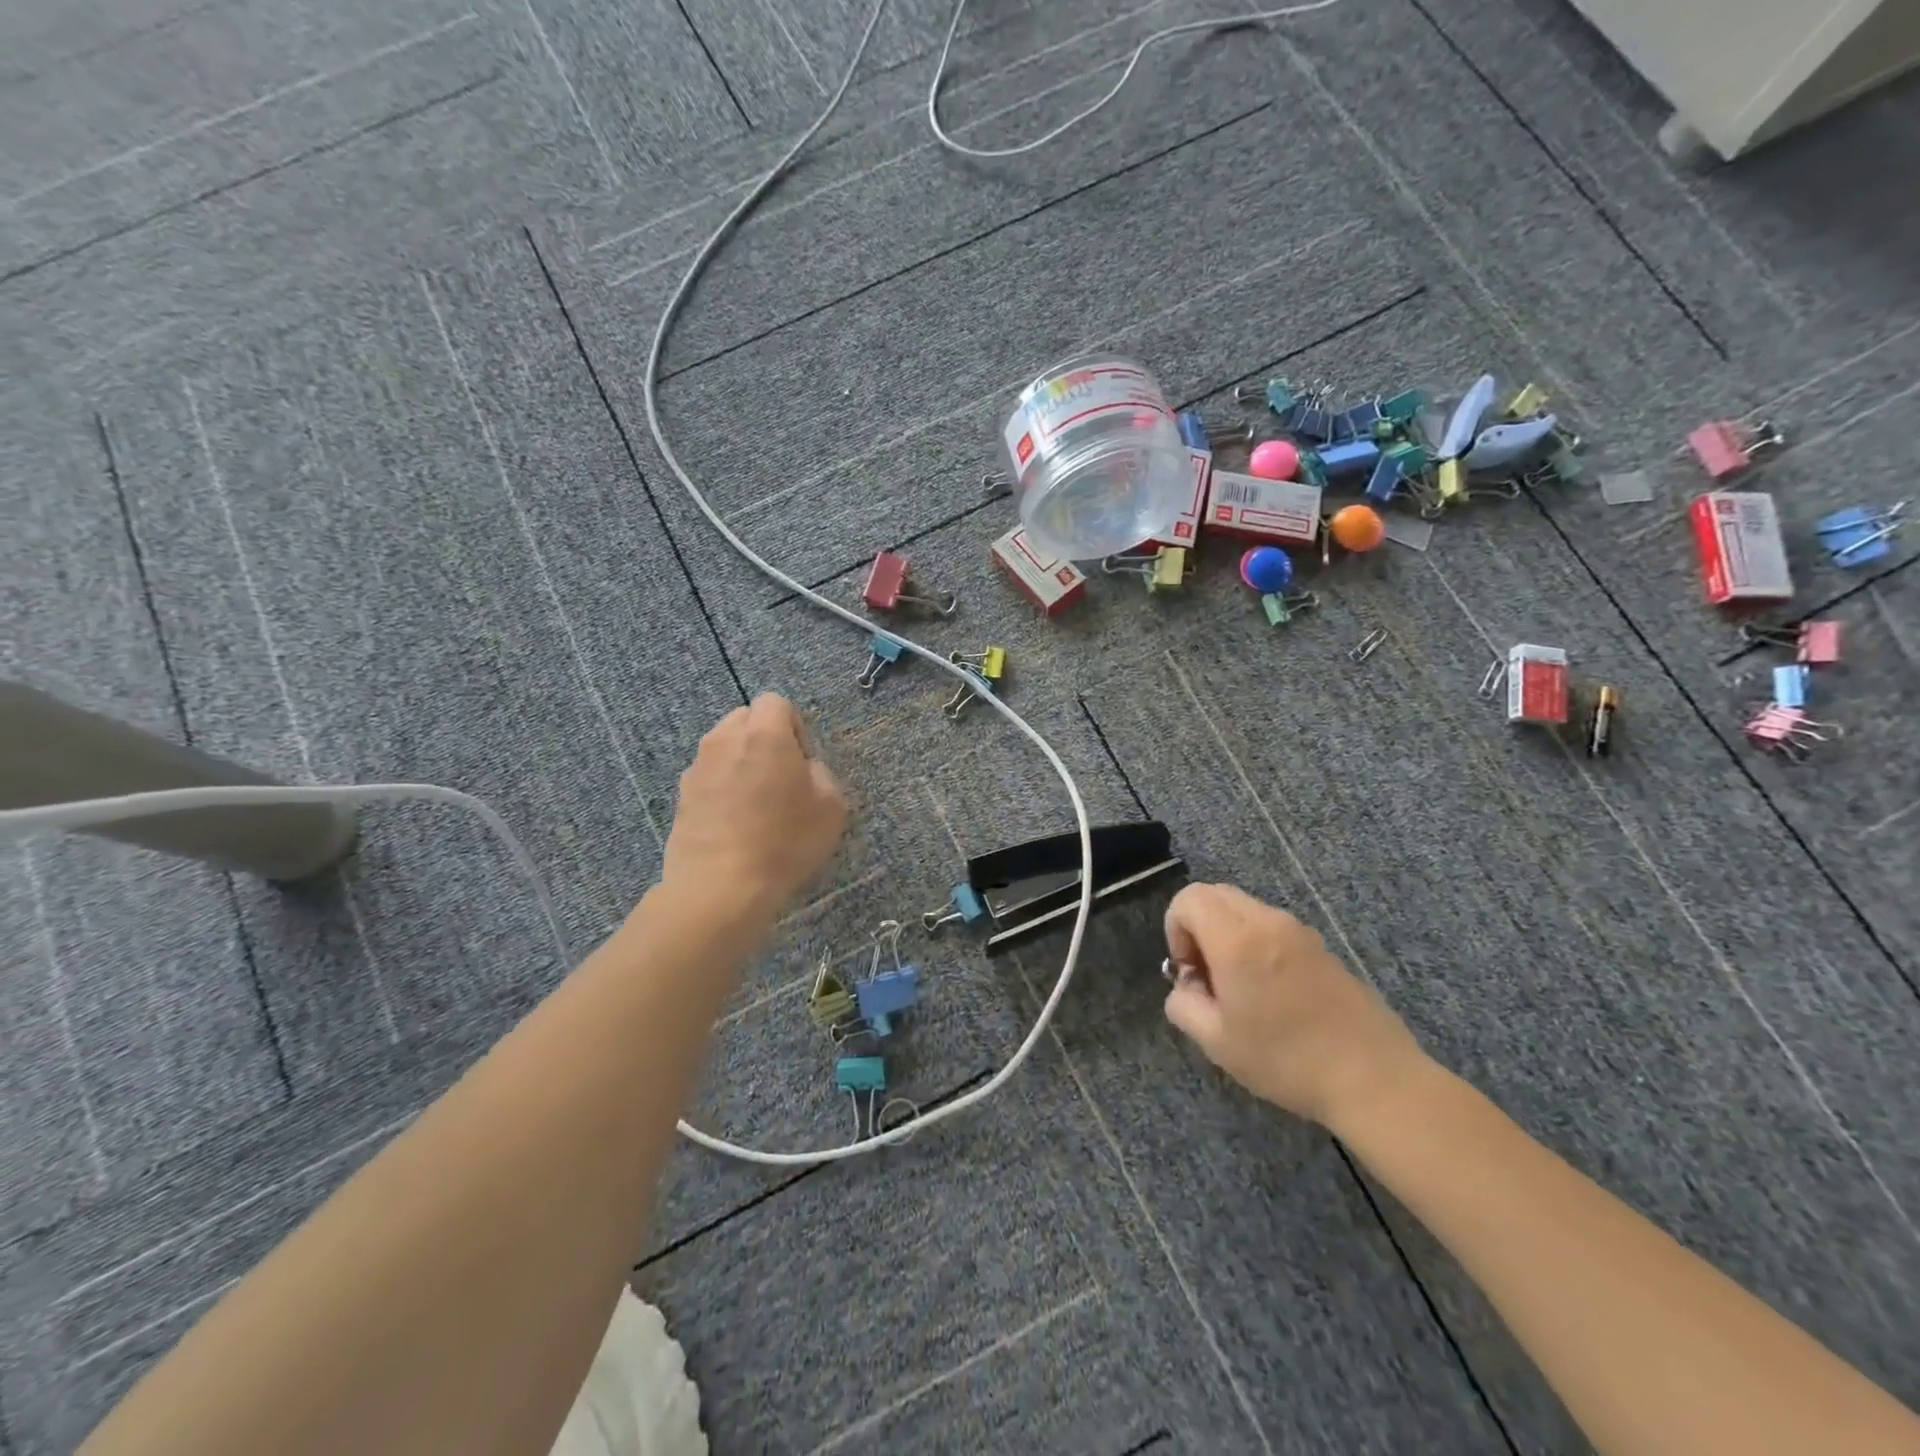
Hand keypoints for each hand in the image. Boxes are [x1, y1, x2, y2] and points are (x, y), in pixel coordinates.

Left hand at [662, 695, 846, 916]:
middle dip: (764, 738)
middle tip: (780, 778)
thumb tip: (802, 768)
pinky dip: (722, 787)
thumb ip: (820, 773)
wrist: (720, 887)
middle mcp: (725, 739)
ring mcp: (698, 767)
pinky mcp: (681, 795)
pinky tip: (734, 823)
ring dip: (741, 762)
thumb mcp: (831, 806)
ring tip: (755, 803)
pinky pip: (709, 776)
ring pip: (724, 747)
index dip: (794, 726)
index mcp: (764, 733)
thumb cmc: (784, 841)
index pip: (776, 702)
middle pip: (745, 719)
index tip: (802, 761)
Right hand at [1162, 883, 1426, 1127]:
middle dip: (1198, 927)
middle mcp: (1268, 922)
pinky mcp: (1322, 948)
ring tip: (1240, 989)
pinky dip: (1257, 945)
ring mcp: (1300, 932)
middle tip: (1208, 976)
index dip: (1175, 929)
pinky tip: (1274, 996)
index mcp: (1237, 939)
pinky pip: (1274, 928)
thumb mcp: (1216, 1042)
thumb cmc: (1286, 1060)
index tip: (1189, 972)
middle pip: (1215, 895)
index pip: (1188, 899)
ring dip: (1228, 936)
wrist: (1374, 1079)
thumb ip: (1183, 1005)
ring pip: (1245, 910)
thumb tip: (1186, 987)